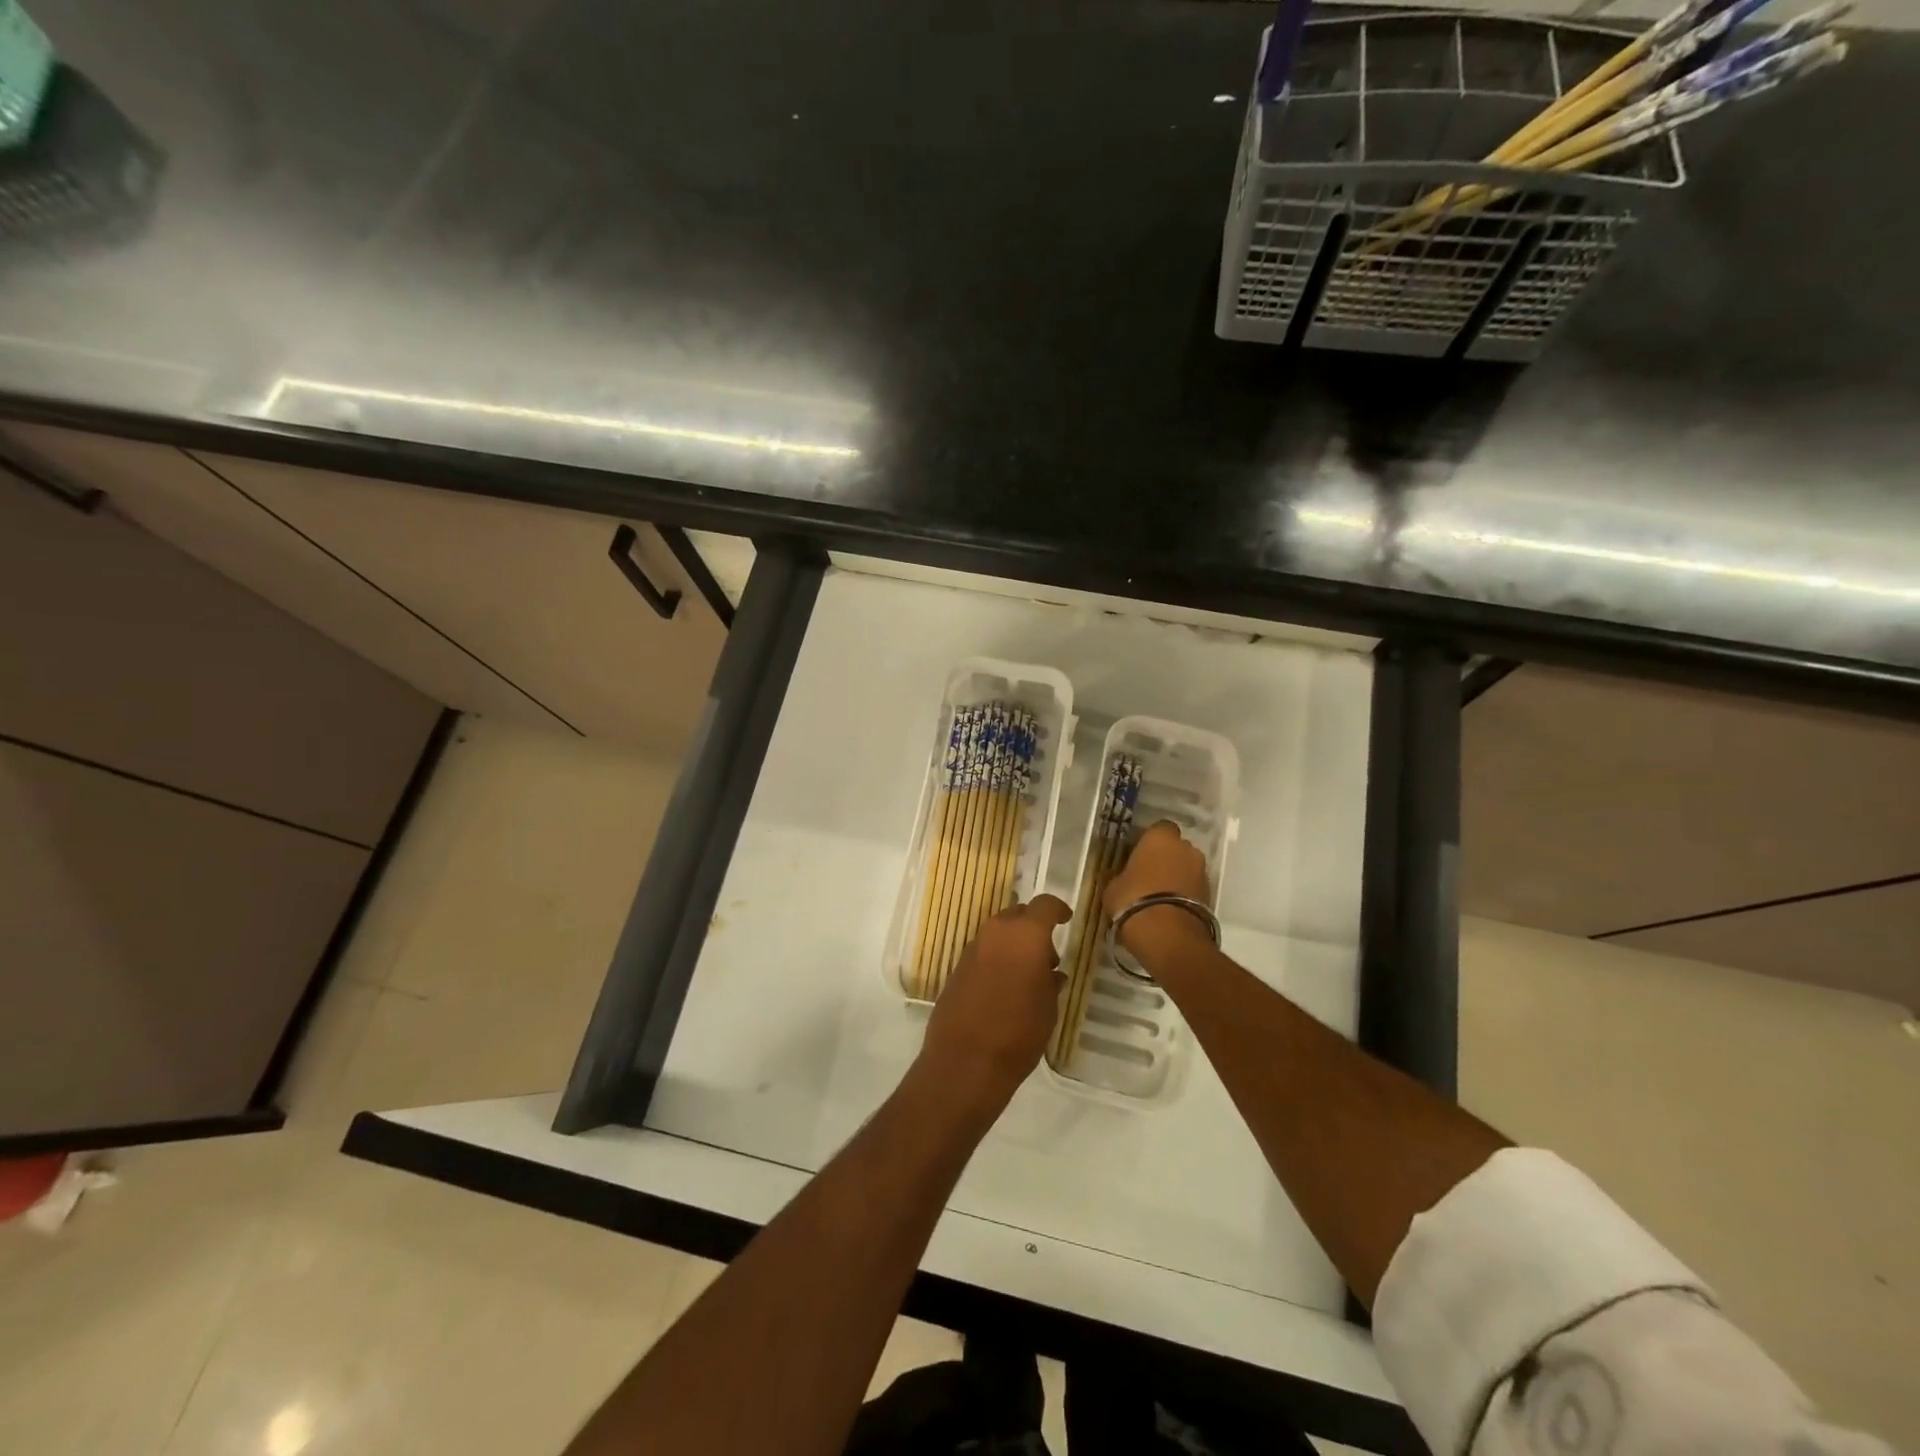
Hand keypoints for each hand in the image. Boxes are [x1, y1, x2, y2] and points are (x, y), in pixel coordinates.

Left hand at [918, 895, 1070, 1114]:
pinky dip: (996, 959)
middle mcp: (996, 932)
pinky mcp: (957, 967)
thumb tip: (1051, 973)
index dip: (1057, 909)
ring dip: (1013, 944)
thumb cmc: (1019, 1032)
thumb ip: (1051, 982)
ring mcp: (972, 948)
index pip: (1044, 904)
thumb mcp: (1048, 1008)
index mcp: (1025, 935)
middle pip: (1018, 915)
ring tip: (1026, 976)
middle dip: (1033, 928)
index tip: (1066, 919)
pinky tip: (1004, 987)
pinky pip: (983, 952)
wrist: (966, 1060)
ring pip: (998, 933)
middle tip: (1047, 957)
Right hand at [1105, 821, 1212, 959]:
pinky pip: (1193, 887)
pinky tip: (1169, 908)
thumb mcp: (1114, 886)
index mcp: (1160, 837)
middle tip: (1147, 875)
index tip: (1137, 854)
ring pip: (1186, 867)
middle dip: (1165, 858)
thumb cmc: (1133, 900)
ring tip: (1158, 895)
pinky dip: (1184, 893)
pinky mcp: (1210, 894)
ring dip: (1176, 876)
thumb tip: (1125, 876)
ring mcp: (1201, 871)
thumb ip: (1122, 874)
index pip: (1158, 828)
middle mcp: (1186, 848)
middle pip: (1176, 847)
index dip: (1148, 841)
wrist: (1168, 935)